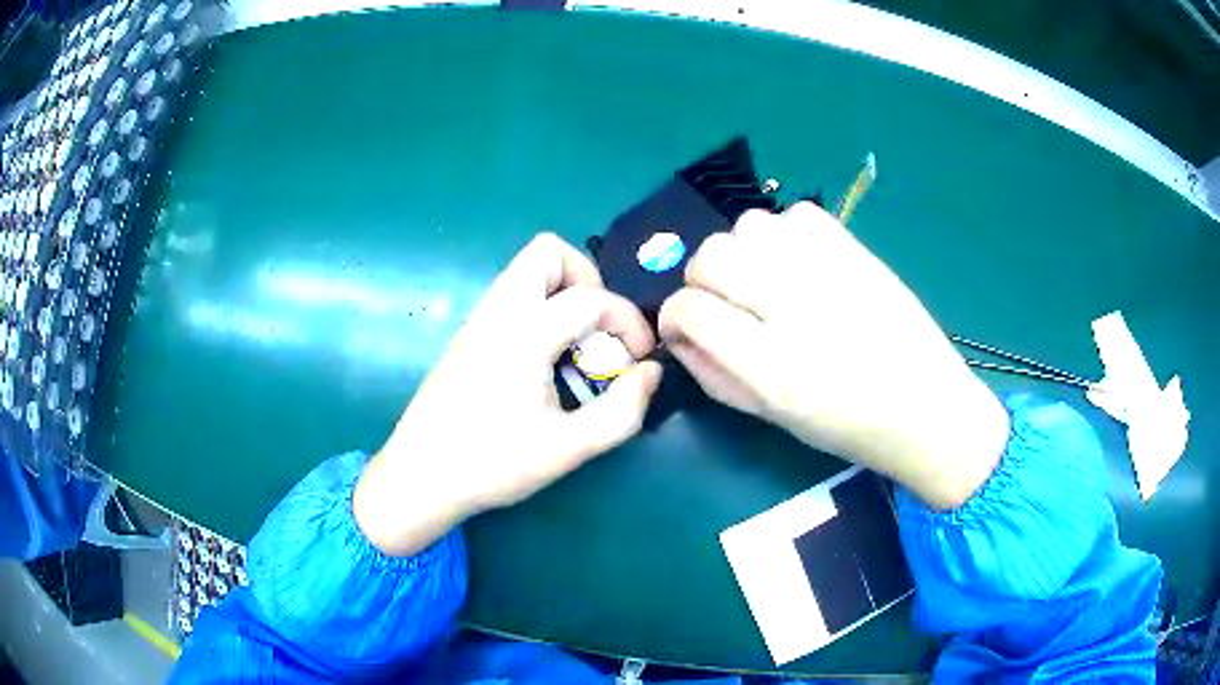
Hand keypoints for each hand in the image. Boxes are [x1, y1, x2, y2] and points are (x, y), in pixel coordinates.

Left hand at [355, 233, 661, 555]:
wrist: (419, 478)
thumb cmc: (492, 464)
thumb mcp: (569, 448)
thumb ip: (622, 411)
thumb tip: (652, 372)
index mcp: (523, 333)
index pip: (591, 298)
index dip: (628, 322)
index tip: (641, 359)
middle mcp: (497, 313)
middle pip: (547, 252)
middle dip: (587, 279)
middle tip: (600, 329)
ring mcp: (476, 321)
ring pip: (524, 273)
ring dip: (562, 294)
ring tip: (576, 348)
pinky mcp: (466, 337)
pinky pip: (510, 299)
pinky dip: (539, 310)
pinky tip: (544, 364)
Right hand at [658, 203, 1009, 508]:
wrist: (925, 407)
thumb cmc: (847, 427)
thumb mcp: (772, 418)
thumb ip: (715, 376)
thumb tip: (680, 336)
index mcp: (771, 365)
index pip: (690, 309)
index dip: (673, 316)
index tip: (684, 327)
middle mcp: (794, 306)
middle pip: (712, 256)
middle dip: (701, 279)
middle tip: (723, 303)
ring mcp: (829, 270)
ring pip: (749, 225)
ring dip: (742, 251)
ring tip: (762, 278)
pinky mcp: (856, 250)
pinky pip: (799, 213)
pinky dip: (786, 232)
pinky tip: (798, 261)